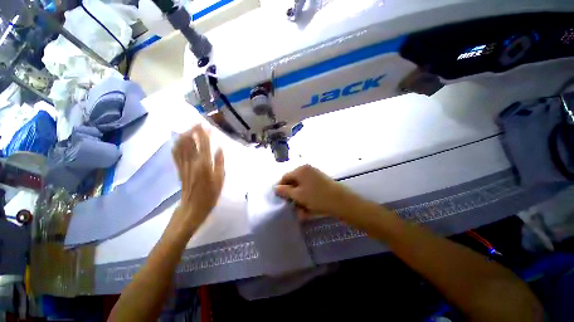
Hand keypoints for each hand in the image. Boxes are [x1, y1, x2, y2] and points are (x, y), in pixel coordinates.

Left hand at [171, 125, 224, 232]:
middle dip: (192, 130)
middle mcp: (192, 162)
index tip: (205, 124)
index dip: (203, 133)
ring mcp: (183, 165)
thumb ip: (220, 162)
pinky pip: (176, 154)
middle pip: (189, 142)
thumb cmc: (210, 194)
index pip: (202, 144)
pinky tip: (179, 141)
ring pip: (180, 146)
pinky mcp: (179, 169)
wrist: (192, 207)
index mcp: (204, 164)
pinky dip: (177, 145)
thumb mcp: (220, 179)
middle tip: (197, 123)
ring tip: (189, 129)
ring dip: (184, 135)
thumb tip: (220, 148)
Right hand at [275, 165, 362, 219]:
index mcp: (300, 170)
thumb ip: (285, 191)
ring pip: (302, 187)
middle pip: (294, 181)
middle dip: (292, 194)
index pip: (285, 177)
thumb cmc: (316, 197)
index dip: (281, 187)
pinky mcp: (321, 181)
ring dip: (300, 198)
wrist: (341, 201)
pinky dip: (307, 197)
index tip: (279, 198)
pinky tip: (309, 209)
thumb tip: (276, 187)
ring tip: (301, 211)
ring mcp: (315, 174)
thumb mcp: (298, 195)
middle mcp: (307, 169)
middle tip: (291, 205)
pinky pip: (310, 188)